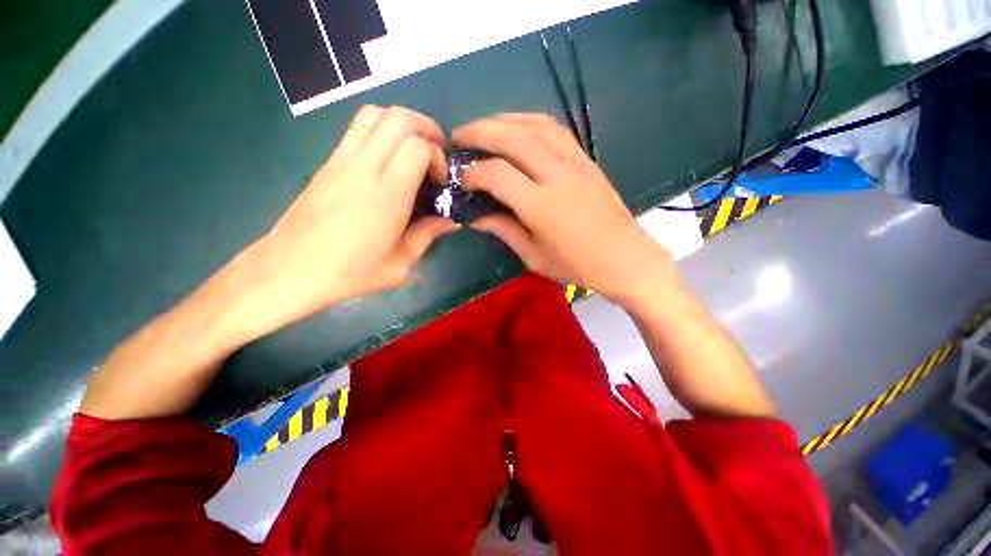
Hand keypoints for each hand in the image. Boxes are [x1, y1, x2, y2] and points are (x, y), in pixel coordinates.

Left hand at [235, 106, 457, 336]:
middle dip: (427, 129)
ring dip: (402, 124)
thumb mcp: (400, 264)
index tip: (440, 181)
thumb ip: (428, 235)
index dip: (438, 157)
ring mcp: (342, 160)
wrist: (290, 270)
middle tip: (437, 154)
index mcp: (387, 195)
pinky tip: (388, 160)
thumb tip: (450, 220)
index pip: (418, 147)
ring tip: (414, 150)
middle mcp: (364, 168)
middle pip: (399, 118)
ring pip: (376, 113)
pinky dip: (381, 130)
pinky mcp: (328, 162)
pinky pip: (358, 128)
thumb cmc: (350, 272)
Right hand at [454, 114, 674, 306]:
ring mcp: (574, 162)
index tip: (462, 181)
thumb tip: (476, 218)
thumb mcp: (534, 256)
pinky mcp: (586, 159)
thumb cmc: (577, 265)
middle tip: (458, 137)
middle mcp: (556, 175)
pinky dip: (530, 122)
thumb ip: (504, 231)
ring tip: (484, 127)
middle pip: (511, 137)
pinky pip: (554, 129)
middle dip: (478, 131)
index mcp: (540, 205)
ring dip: (503, 119)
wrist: (625, 258)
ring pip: (534, 124)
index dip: (473, 174)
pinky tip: (518, 128)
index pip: (496, 174)